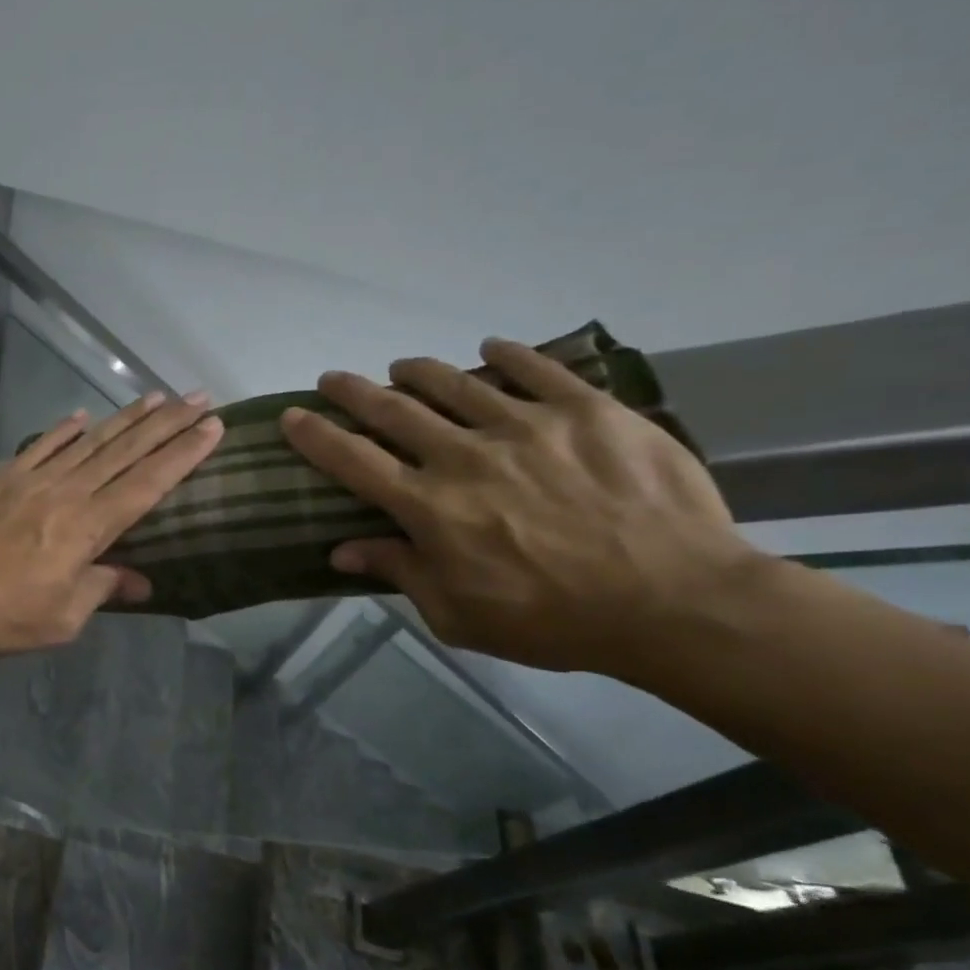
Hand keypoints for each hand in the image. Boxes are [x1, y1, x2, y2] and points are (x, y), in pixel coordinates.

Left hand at [0, 392, 222, 654]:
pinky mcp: (5, 479)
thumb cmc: (3, 614)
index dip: (183, 454)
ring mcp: (34, 481)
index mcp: (89, 527)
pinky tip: (81, 417)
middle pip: (125, 452)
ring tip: (156, 397)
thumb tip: (139, 581)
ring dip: (125, 419)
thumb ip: (102, 589)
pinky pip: (42, 447)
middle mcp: (68, 493)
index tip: (213, 426)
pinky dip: (63, 430)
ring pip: (90, 442)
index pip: (148, 484)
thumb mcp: (63, 617)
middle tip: (198, 397)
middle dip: (167, 423)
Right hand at [281, 340, 757, 673]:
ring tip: (402, 366)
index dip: (316, 436)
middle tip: (333, 379)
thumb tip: (342, 551)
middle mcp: (465, 455)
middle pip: (393, 410)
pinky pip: (537, 368)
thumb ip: (400, 572)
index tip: (292, 416)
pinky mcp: (587, 410)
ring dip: (417, 371)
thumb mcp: (459, 615)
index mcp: (430, 506)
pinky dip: (507, 354)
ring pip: (455, 382)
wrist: (677, 602)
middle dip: (353, 392)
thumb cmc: (555, 620)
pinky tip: (491, 349)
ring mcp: (527, 425)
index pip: (353, 460)